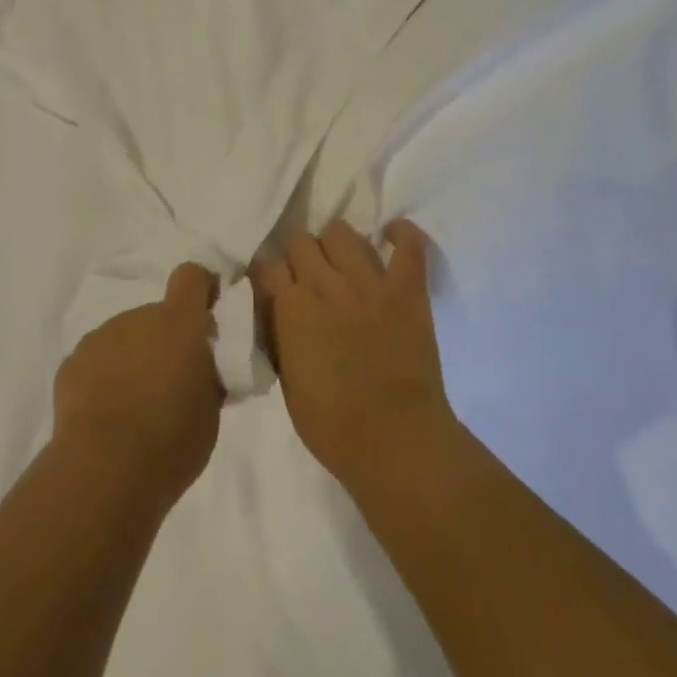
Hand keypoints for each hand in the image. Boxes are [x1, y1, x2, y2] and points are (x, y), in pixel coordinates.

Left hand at [52, 263, 223, 511]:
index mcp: (179, 323)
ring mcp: (101, 337)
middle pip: (156, 316)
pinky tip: (106, 416)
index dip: (200, 290)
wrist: (104, 469)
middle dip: (165, 341)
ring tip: (135, 407)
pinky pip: (97, 361)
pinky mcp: (72, 362)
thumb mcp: (210, 411)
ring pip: (125, 338)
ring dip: (133, 359)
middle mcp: (138, 317)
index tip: (205, 318)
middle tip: (170, 385)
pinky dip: (104, 378)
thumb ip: (208, 376)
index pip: (191, 277)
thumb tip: (202, 366)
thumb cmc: (171, 440)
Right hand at [257, 219, 453, 495]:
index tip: (276, 288)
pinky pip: (407, 245)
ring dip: (337, 245)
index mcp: (291, 308)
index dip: (270, 276)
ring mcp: (368, 283)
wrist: (396, 443)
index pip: (268, 264)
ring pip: (342, 232)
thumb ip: (279, 335)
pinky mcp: (406, 290)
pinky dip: (401, 235)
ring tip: (344, 264)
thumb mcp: (286, 381)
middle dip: (301, 258)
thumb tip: (279, 312)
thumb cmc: (332, 426)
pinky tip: (391, 236)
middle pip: (302, 241)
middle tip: (310, 279)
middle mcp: (325, 285)